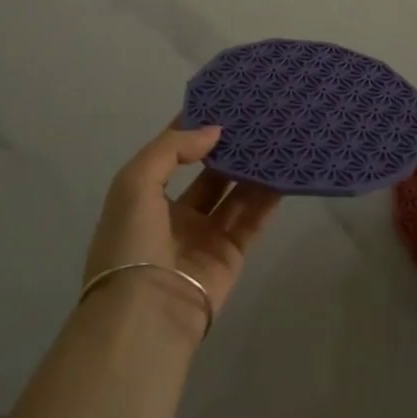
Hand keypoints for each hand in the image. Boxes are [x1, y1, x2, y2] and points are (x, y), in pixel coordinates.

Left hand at [82, 124, 281, 334]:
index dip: (193, 128)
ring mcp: (205, 236)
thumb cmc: (131, 243)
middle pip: (209, 173)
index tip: (222, 101)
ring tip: (276, 136)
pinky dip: (268, 196)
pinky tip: (285, 170)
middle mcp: (175, 215)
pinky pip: (253, 218)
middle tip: (257, 117)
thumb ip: (172, 149)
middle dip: (229, 147)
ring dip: (252, 168)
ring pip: (234, 193)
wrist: (147, 316)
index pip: (172, 154)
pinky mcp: (232, 254)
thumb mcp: (134, 184)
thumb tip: (214, 131)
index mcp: (145, 199)